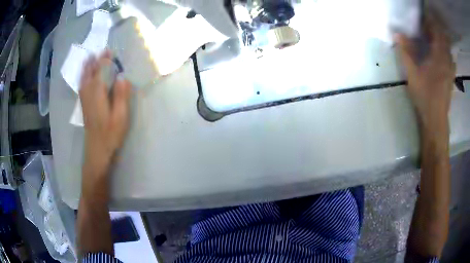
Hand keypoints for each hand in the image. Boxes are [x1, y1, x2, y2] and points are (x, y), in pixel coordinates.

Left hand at [79, 51, 131, 165]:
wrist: (97, 150)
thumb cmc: (110, 134)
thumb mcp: (120, 116)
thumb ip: (121, 95)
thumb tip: (122, 76)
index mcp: (98, 94)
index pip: (101, 71)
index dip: (105, 60)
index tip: (110, 51)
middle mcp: (89, 93)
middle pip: (91, 73)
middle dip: (96, 61)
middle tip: (102, 51)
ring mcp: (85, 100)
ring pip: (84, 79)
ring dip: (87, 67)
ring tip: (89, 58)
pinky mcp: (84, 106)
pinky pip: (81, 86)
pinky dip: (83, 77)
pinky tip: (84, 76)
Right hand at [396, 14, 454, 134]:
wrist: (436, 119)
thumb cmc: (424, 96)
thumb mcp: (412, 74)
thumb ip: (405, 52)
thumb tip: (397, 34)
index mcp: (438, 56)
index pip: (436, 31)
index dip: (430, 22)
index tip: (422, 20)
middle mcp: (446, 60)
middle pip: (444, 38)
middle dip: (436, 30)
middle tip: (427, 29)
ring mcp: (450, 69)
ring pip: (448, 48)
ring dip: (442, 40)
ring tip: (434, 40)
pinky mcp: (451, 77)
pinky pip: (451, 59)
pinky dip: (447, 52)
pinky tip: (442, 55)